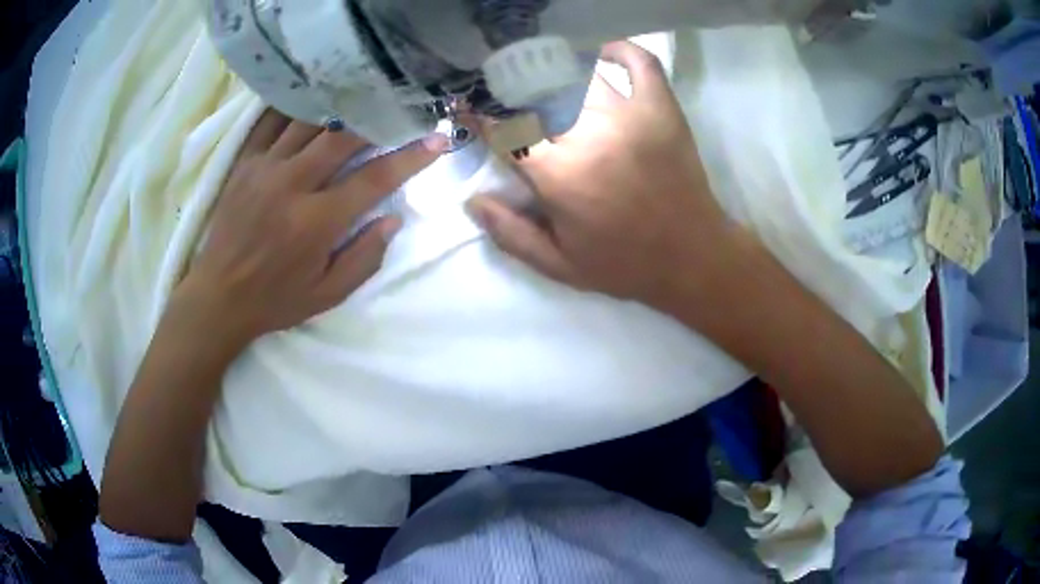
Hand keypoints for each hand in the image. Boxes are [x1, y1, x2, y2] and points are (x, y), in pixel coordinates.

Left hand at [174, 111, 446, 347]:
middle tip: (398, 110)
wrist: (217, 297)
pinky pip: (272, 121)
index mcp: (315, 222)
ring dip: (340, 109)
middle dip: (377, 120)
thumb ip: (365, 258)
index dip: (410, 158)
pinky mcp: (245, 163)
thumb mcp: (327, 295)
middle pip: (343, 136)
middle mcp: (291, 185)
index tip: (437, 141)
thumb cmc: (275, 299)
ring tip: (362, 98)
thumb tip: (393, 218)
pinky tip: (313, 99)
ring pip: (309, 121)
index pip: (374, 178)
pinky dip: (296, 107)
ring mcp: (264, 168)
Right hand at [467, 41, 735, 308]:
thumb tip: (472, 200)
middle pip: (535, 92)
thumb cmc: (624, 264)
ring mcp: (628, 115)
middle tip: (507, 94)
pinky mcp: (660, 109)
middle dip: (511, 89)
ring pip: (579, 74)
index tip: (469, 107)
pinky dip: (619, 50)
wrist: (692, 257)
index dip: (480, 116)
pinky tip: (602, 53)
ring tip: (547, 79)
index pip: (504, 129)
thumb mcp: (559, 265)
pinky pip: (640, 63)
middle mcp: (587, 134)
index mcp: (557, 174)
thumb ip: (510, 233)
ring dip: (556, 73)